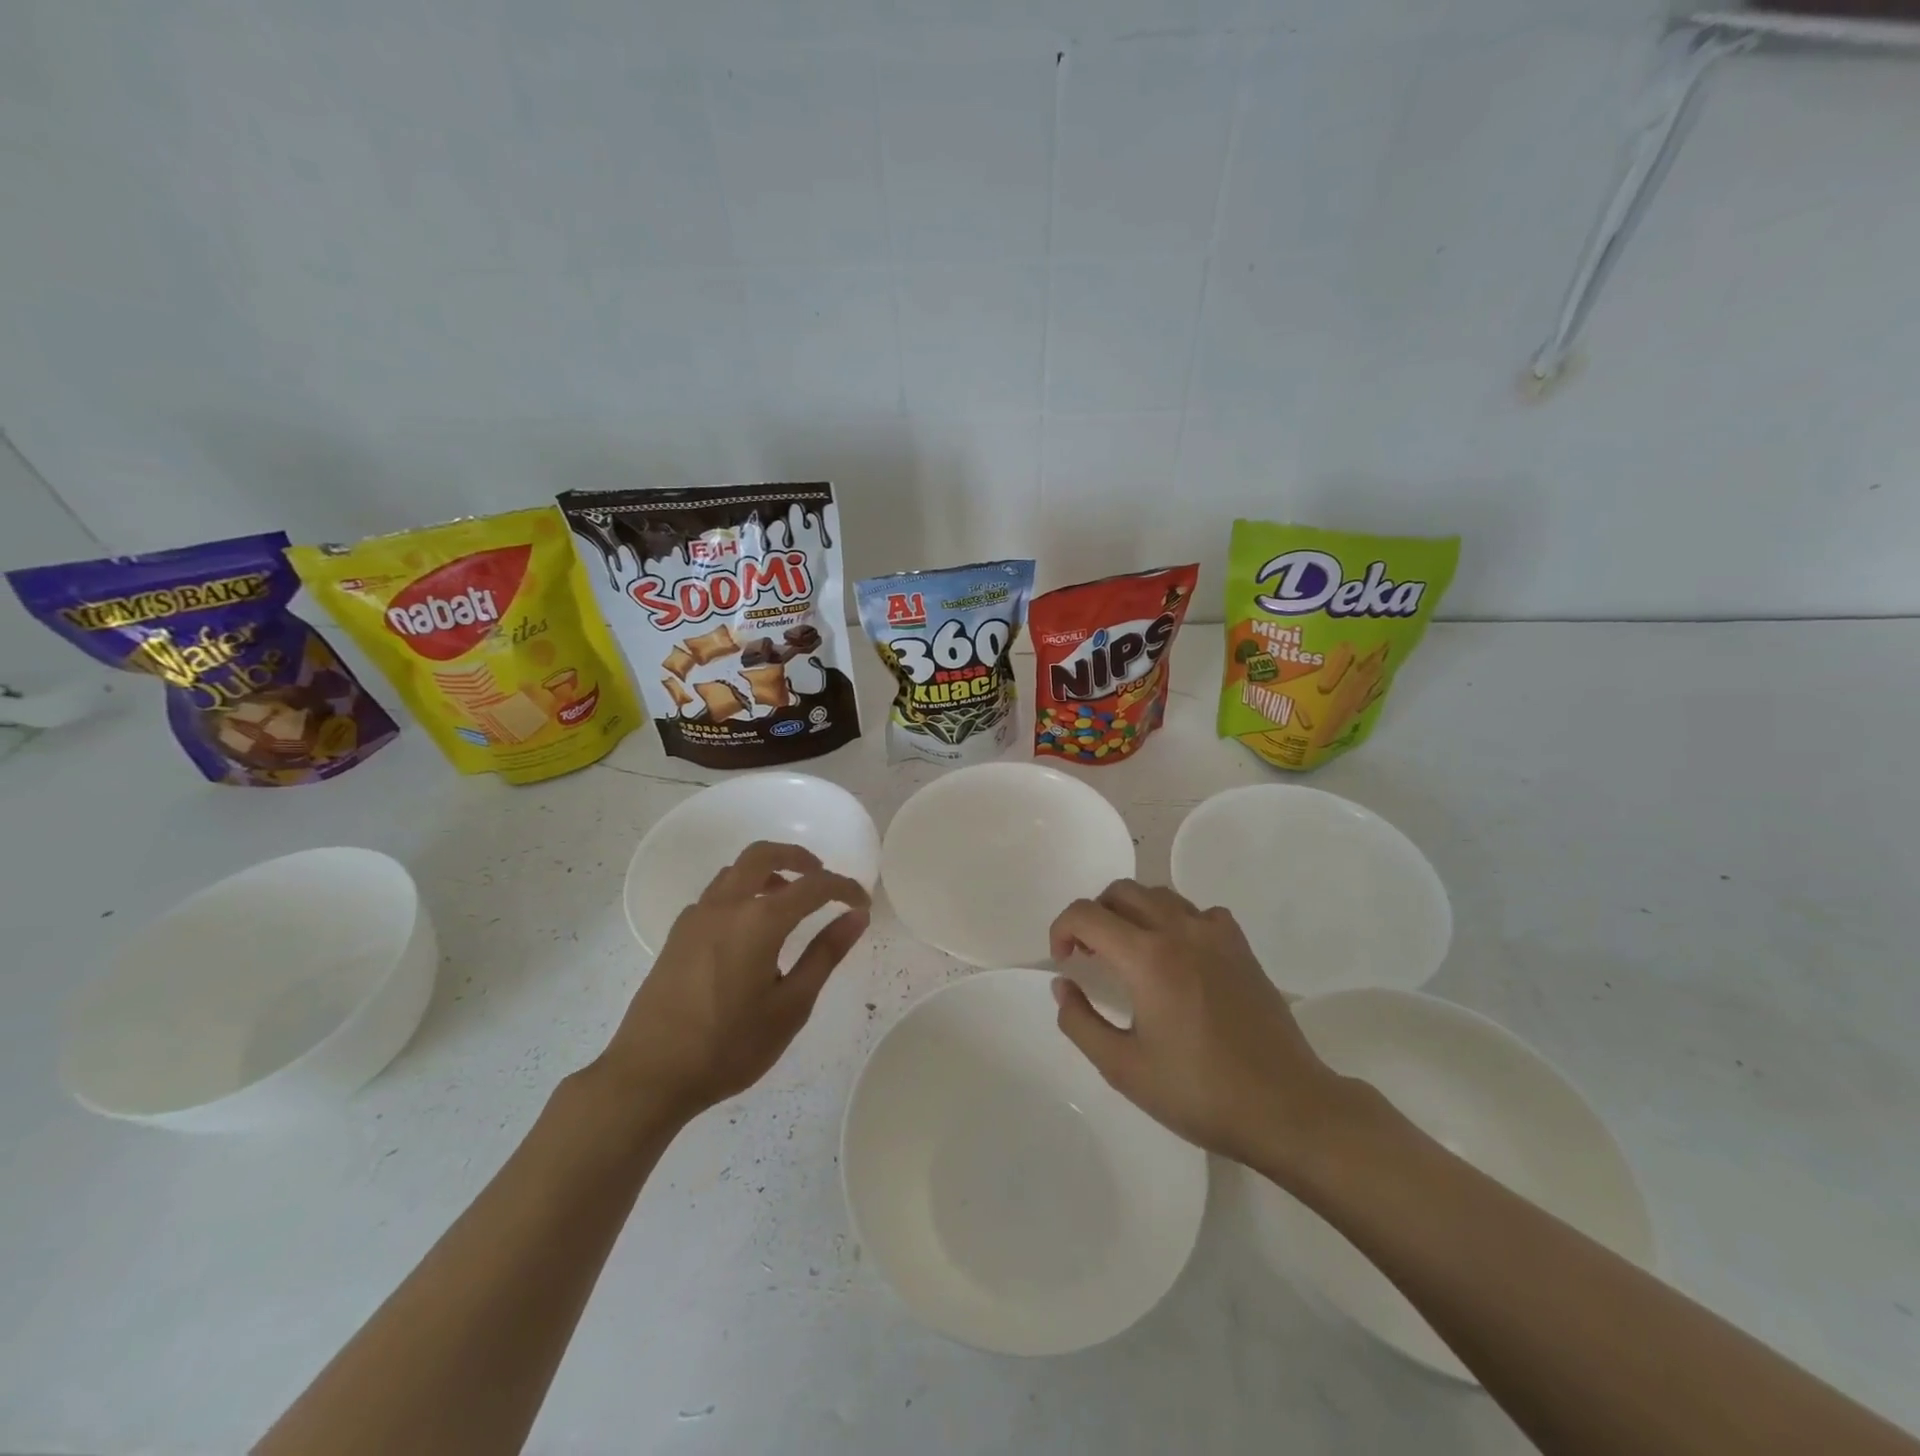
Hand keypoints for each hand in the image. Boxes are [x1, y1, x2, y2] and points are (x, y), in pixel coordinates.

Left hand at [593, 841, 870, 1123]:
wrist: (649, 1075)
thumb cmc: (729, 1046)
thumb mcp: (790, 1006)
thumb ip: (825, 955)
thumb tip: (856, 917)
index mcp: (759, 920)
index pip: (813, 886)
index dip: (843, 888)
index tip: (862, 903)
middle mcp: (726, 905)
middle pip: (764, 854)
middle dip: (799, 858)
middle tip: (822, 878)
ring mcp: (696, 917)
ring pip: (736, 871)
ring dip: (768, 872)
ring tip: (789, 902)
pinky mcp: (678, 935)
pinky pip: (716, 894)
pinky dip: (742, 892)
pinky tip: (750, 931)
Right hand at [1049, 880, 1346, 1171]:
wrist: (1285, 1107)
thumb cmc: (1198, 1092)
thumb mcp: (1123, 1068)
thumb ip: (1080, 1021)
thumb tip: (1063, 985)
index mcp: (1146, 957)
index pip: (1086, 914)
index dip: (1061, 929)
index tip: (1064, 962)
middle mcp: (1179, 930)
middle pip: (1121, 891)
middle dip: (1094, 915)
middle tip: (1090, 954)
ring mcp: (1215, 934)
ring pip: (1159, 894)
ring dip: (1132, 912)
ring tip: (1129, 952)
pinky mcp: (1241, 946)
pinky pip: (1198, 912)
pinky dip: (1175, 921)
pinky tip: (1178, 956)